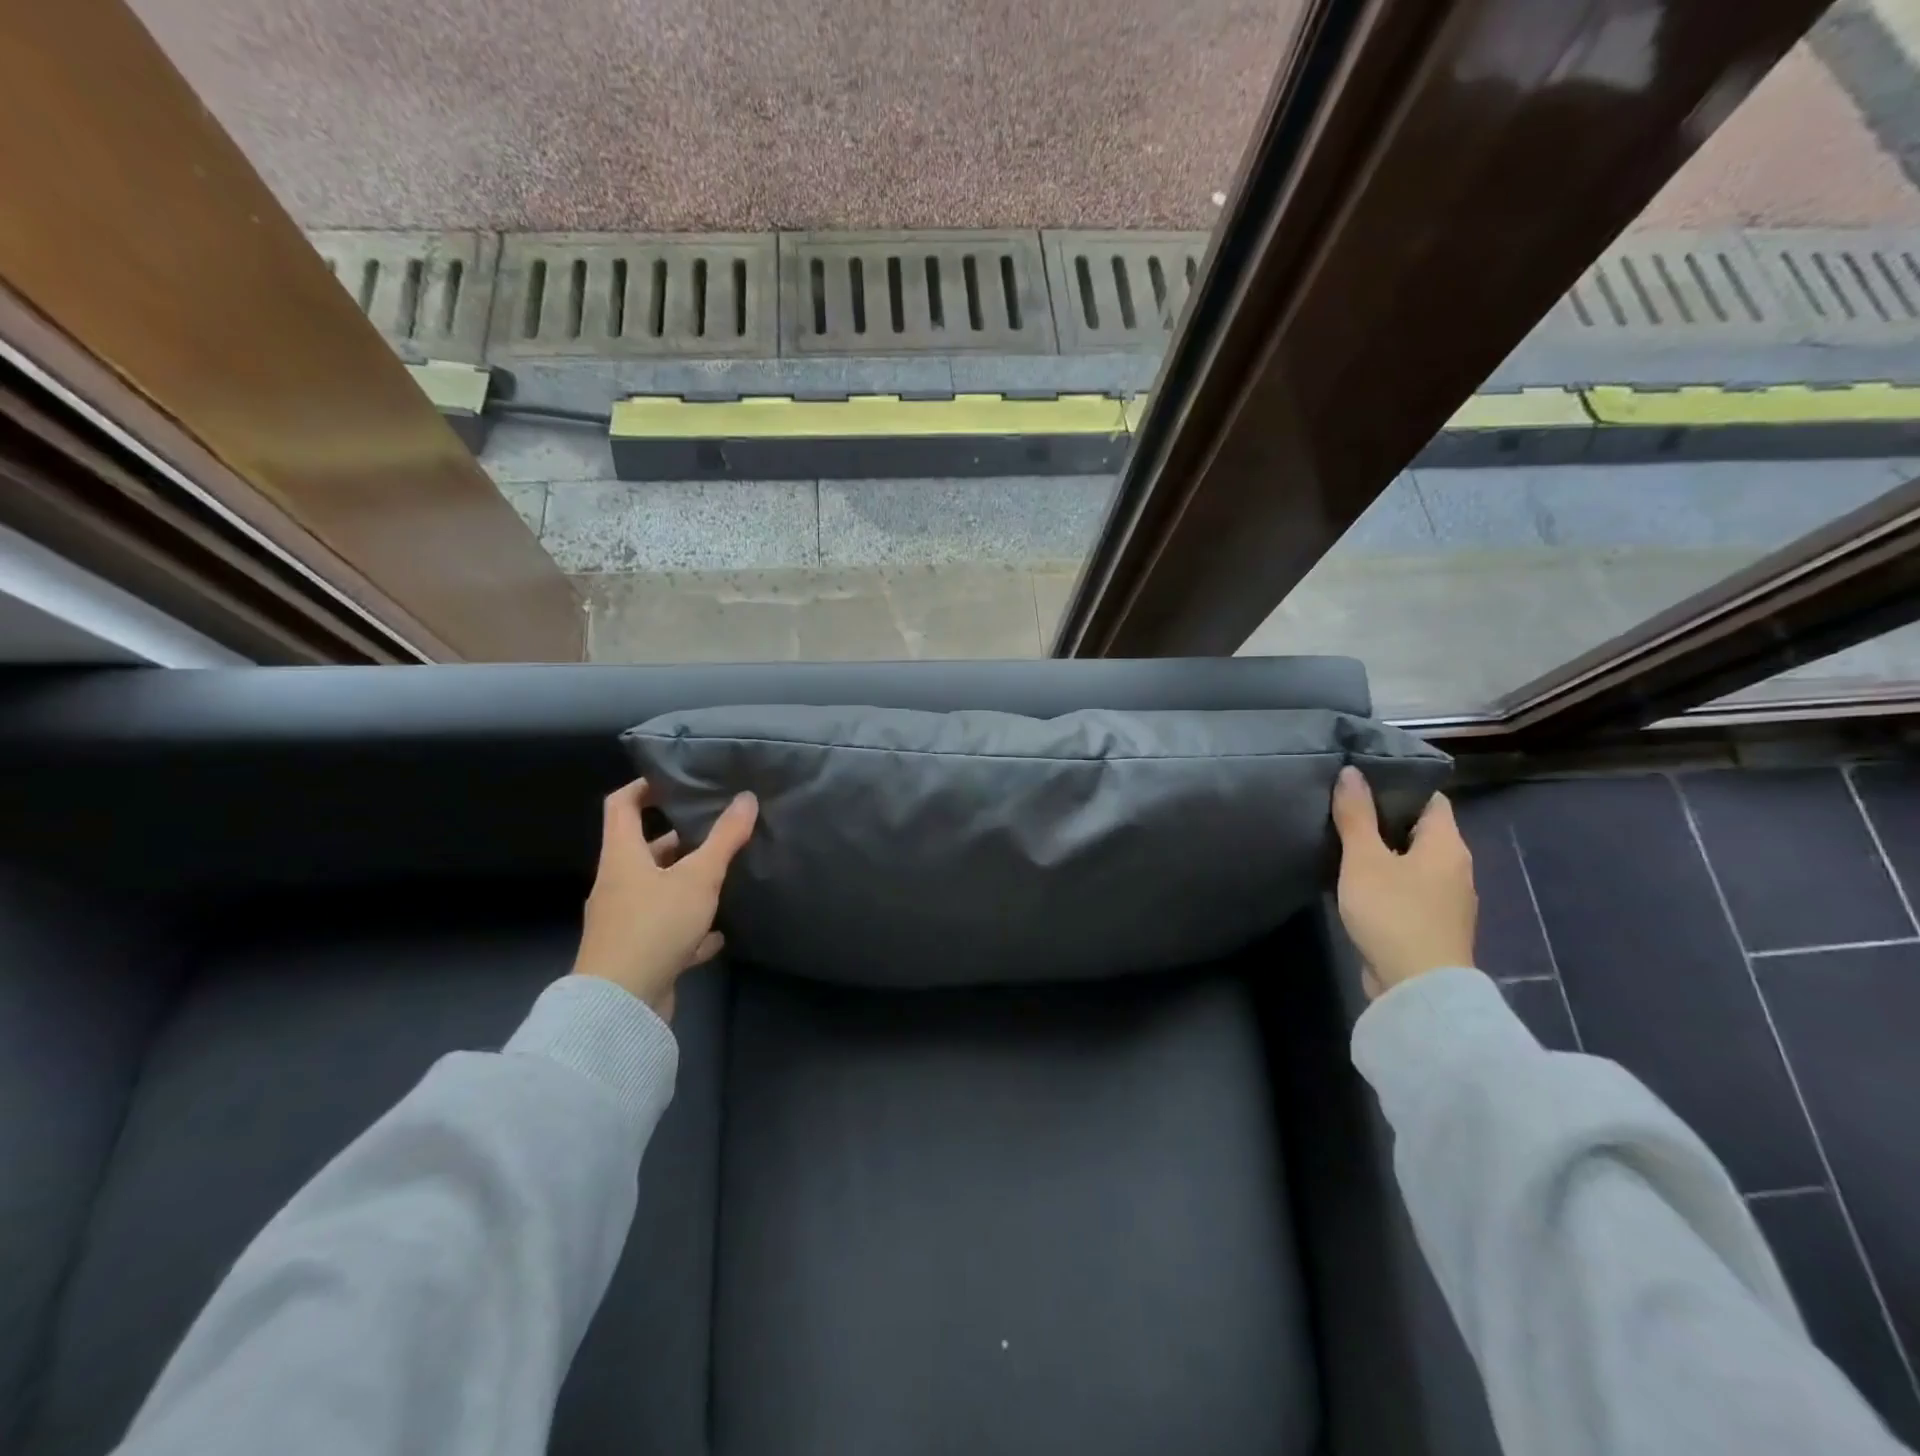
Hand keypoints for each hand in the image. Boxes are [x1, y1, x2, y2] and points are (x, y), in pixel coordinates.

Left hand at [572, 778, 757, 1019]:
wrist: (620, 1005)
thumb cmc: (655, 925)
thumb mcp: (698, 877)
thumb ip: (724, 838)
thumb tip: (746, 798)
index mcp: (622, 857)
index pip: (621, 806)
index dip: (643, 787)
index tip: (673, 780)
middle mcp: (617, 884)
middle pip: (644, 850)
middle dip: (678, 839)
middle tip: (714, 829)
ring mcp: (624, 921)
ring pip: (657, 891)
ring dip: (685, 884)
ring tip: (722, 877)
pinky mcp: (636, 953)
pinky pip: (665, 931)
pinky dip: (689, 929)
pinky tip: (716, 936)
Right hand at [1330, 766, 1476, 998]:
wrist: (1417, 989)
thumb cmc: (1393, 913)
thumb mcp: (1364, 859)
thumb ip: (1356, 815)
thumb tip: (1352, 772)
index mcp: (1447, 845)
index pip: (1430, 799)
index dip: (1399, 786)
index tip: (1363, 780)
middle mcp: (1456, 868)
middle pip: (1421, 830)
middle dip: (1386, 818)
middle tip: (1344, 807)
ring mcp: (1447, 900)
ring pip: (1414, 861)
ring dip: (1384, 852)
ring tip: (1344, 841)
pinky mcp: (1432, 925)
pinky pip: (1410, 888)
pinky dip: (1387, 879)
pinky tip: (1357, 882)